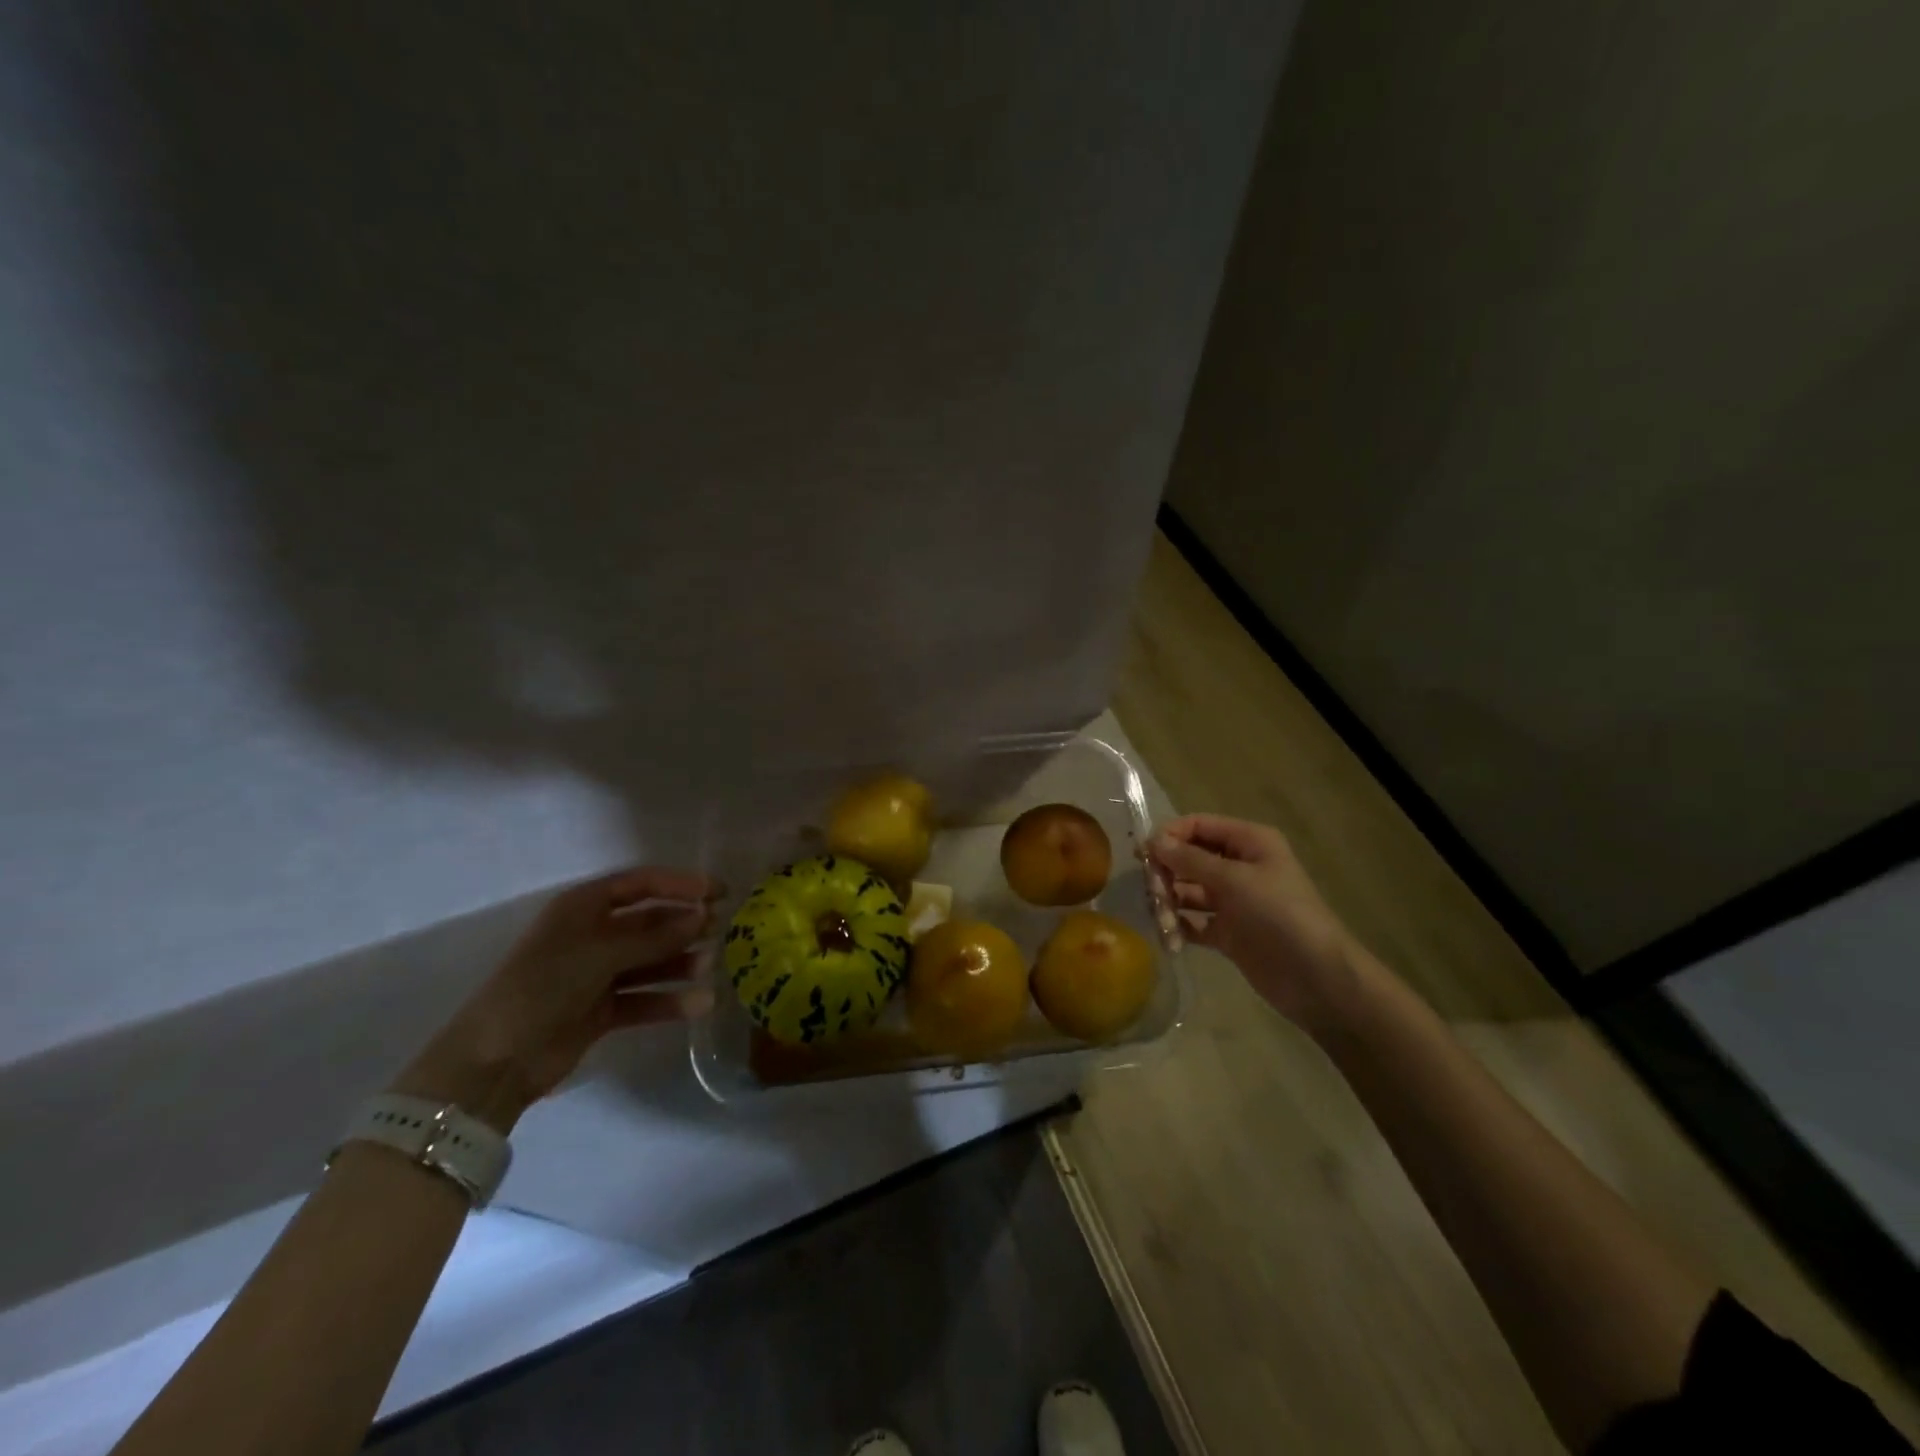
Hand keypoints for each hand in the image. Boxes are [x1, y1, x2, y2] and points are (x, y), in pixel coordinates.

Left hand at [392, 867, 721, 1131]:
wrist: (495, 1060)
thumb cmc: (544, 986)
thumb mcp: (600, 953)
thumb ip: (655, 937)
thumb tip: (703, 916)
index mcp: (584, 908)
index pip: (641, 884)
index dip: (681, 884)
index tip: (719, 892)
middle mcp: (593, 935)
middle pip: (649, 923)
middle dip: (684, 925)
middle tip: (720, 930)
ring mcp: (597, 974)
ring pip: (651, 961)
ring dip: (680, 963)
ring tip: (710, 968)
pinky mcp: (601, 1009)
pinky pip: (644, 997)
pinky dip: (669, 1000)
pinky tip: (698, 1004)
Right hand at [1148, 814, 1361, 1035]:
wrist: (1318, 980)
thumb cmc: (1280, 916)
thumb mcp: (1235, 880)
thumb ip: (1191, 860)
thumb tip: (1153, 840)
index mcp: (1249, 842)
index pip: (1198, 826)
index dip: (1169, 836)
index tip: (1142, 855)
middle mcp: (1239, 866)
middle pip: (1188, 858)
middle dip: (1166, 875)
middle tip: (1153, 895)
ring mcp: (1233, 901)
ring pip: (1187, 892)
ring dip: (1170, 905)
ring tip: (1165, 926)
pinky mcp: (1228, 932)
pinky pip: (1194, 922)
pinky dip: (1180, 928)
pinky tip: (1172, 941)